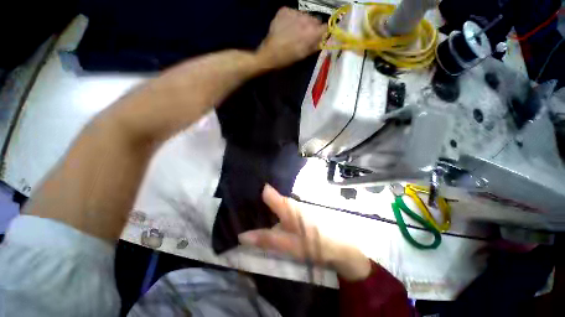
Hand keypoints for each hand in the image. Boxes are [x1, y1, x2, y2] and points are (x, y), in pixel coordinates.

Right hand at [238, 185, 371, 281]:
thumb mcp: (288, 243)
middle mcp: (288, 202)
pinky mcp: (295, 213)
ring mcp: (292, 207)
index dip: (252, 189)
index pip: (265, 190)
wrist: (338, 246)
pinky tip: (263, 218)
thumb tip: (242, 235)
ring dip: (261, 207)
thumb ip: (266, 239)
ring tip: (245, 210)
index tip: (238, 190)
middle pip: (268, 197)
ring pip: (273, 203)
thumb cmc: (313, 242)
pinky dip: (270, 212)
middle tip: (237, 205)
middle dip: (254, 200)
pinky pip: (278, 209)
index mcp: (285, 204)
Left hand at [256, 7, 326, 68]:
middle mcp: (306, 19)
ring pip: (304, 15)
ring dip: (302, 22)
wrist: (269, 54)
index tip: (319, 36)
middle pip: (315, 20)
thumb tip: (323, 39)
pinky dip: (292, 19)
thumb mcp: (304, 55)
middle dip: (312, 27)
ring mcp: (294, 13)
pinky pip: (294, 13)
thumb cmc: (288, 58)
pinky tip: (286, 28)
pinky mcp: (285, 10)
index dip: (323, 32)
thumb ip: (316, 45)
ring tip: (293, 32)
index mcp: (312, 32)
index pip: (325, 27)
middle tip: (304, 37)